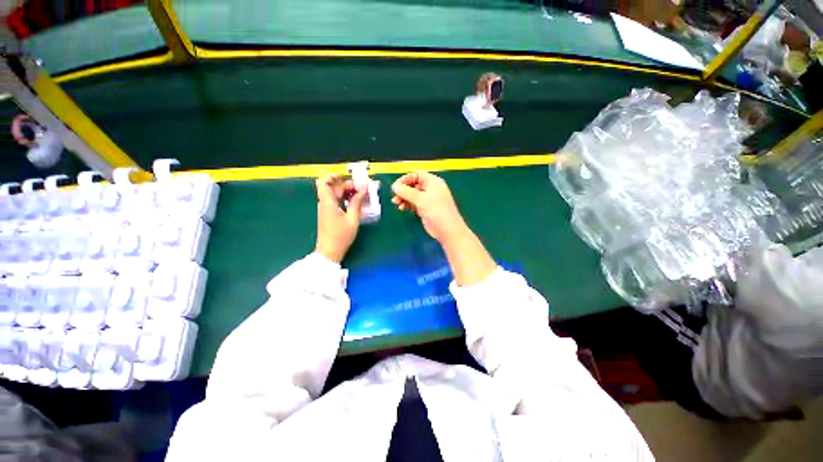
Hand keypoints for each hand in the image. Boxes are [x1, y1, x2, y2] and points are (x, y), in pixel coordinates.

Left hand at [315, 174, 366, 262]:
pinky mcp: (329, 215)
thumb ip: (357, 203)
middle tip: (361, 189)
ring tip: (361, 195)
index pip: (323, 182)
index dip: (332, 176)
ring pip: (335, 195)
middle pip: (333, 188)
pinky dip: (345, 199)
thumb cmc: (340, 236)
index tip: (346, 177)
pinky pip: (336, 202)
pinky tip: (355, 203)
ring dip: (347, 192)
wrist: (329, 252)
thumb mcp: (352, 219)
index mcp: (327, 202)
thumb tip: (362, 190)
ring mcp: (326, 210)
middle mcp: (325, 204)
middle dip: (347, 185)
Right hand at [390, 172, 468, 244]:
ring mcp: (428, 199)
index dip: (405, 179)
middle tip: (395, 197)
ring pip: (412, 195)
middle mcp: (430, 189)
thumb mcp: (421, 199)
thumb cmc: (437, 210)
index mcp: (433, 182)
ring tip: (396, 203)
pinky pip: (414, 203)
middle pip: (413, 185)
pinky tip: (402, 208)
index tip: (396, 186)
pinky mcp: (425, 209)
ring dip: (404, 198)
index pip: (416, 175)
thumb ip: (406, 192)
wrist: (447, 229)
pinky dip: (407, 204)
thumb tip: (394, 186)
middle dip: (403, 190)